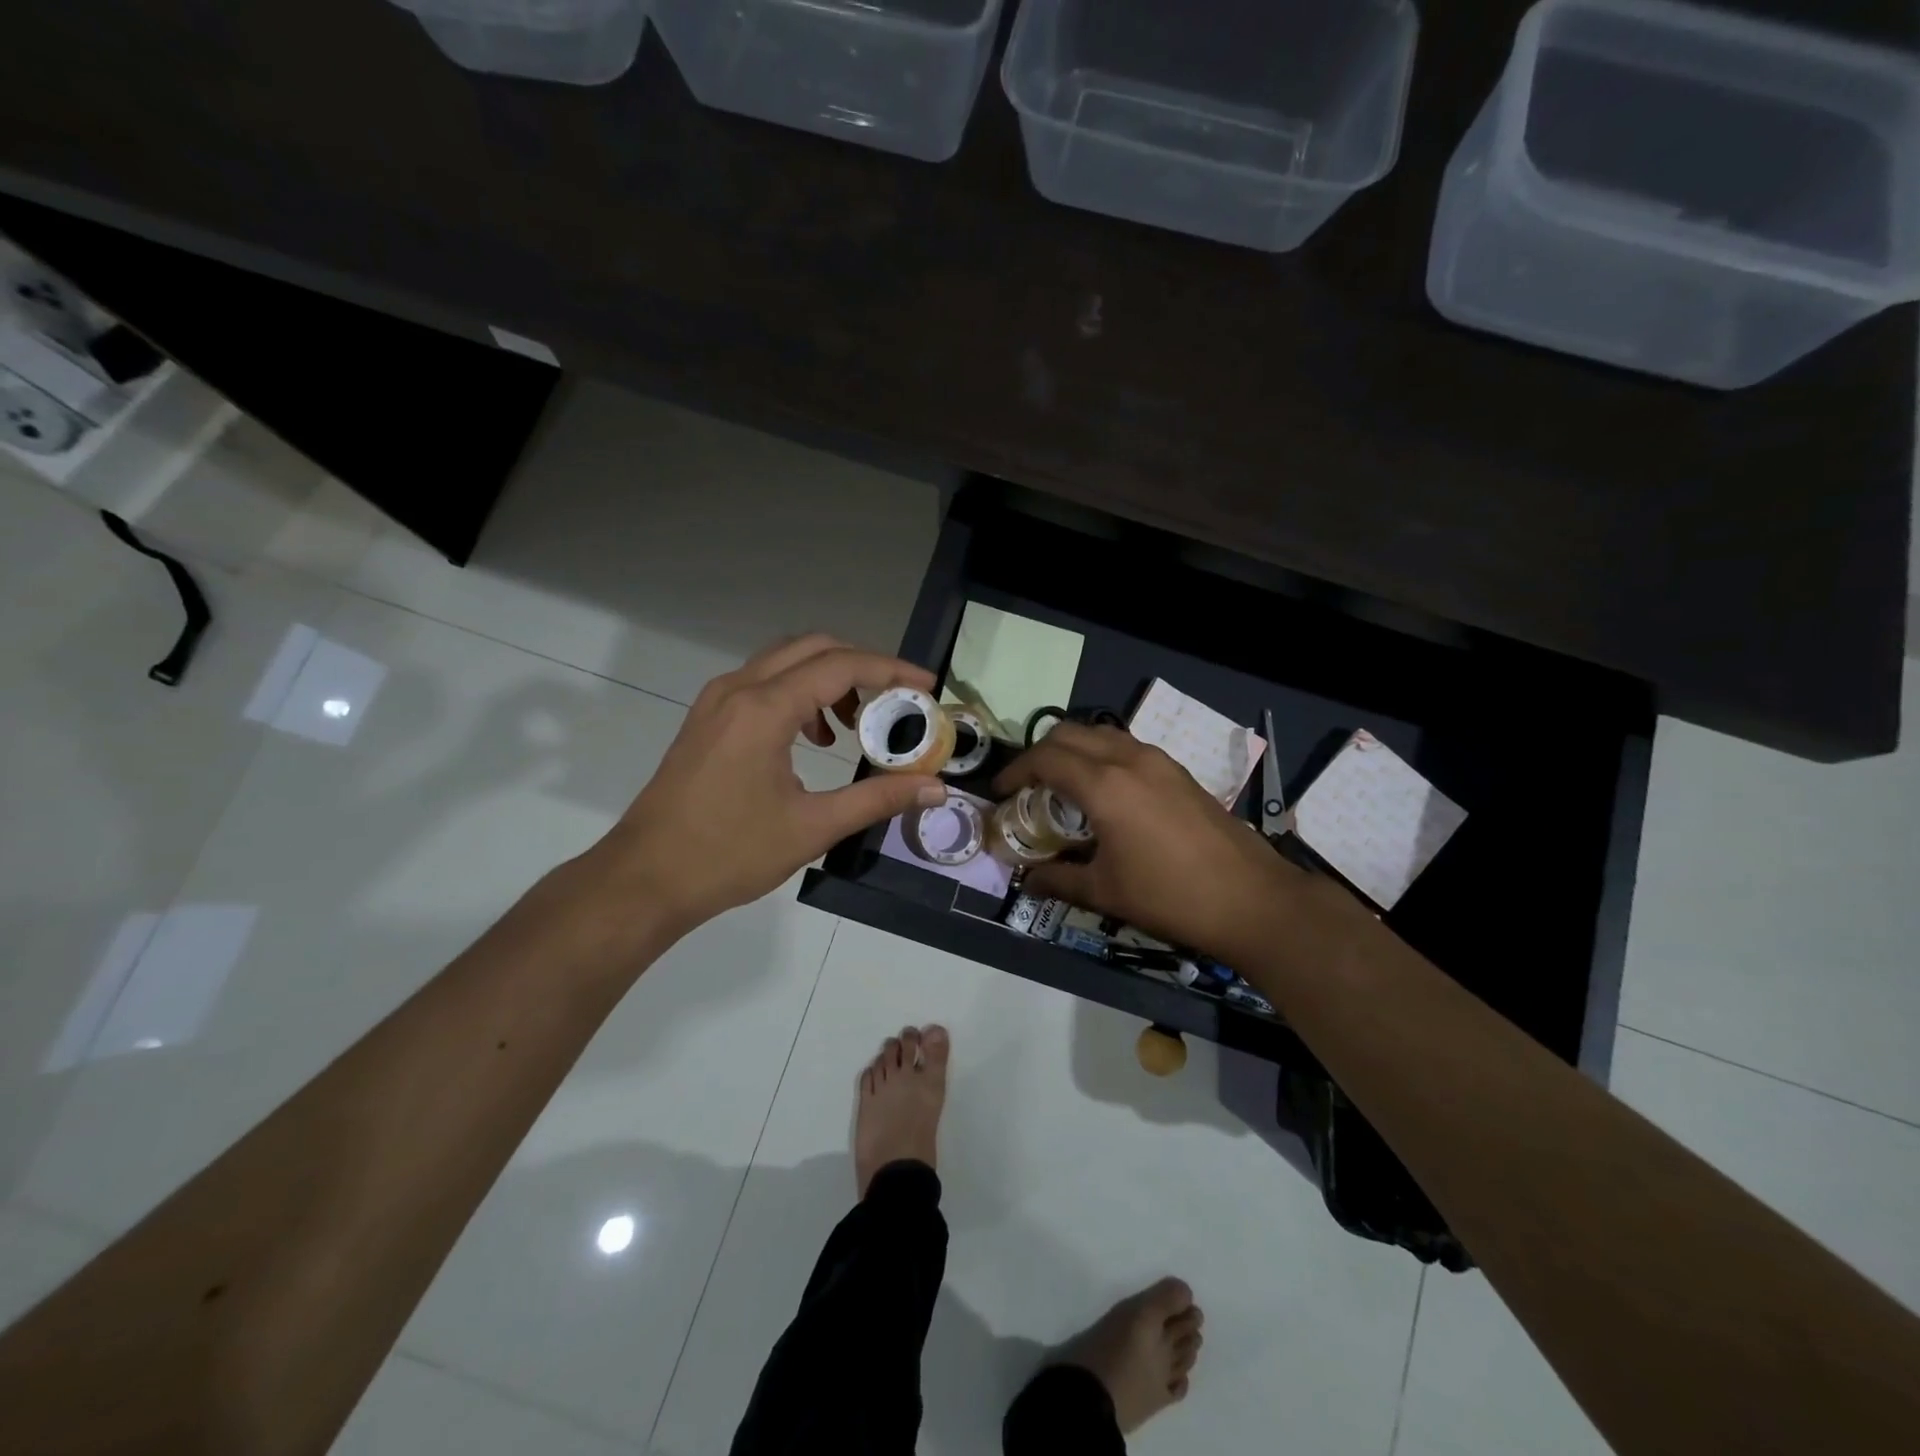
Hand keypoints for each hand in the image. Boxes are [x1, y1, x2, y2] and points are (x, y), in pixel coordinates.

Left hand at [594, 635, 948, 934]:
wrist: (645, 878)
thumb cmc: (729, 854)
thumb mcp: (813, 828)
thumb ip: (878, 799)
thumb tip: (936, 788)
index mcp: (764, 709)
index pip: (841, 666)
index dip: (891, 670)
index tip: (927, 687)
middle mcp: (738, 689)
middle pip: (813, 648)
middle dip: (862, 666)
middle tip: (897, 701)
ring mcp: (717, 701)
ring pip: (786, 661)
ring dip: (828, 678)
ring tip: (855, 726)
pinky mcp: (707, 718)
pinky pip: (763, 683)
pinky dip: (799, 693)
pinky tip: (812, 739)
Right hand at [994, 723, 1285, 958]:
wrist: (1251, 899)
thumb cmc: (1170, 896)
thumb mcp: (1105, 892)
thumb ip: (1059, 879)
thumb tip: (1028, 880)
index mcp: (1104, 785)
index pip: (1045, 759)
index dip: (1015, 772)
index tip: (1000, 793)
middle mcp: (1129, 759)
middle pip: (1069, 734)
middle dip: (1040, 753)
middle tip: (1027, 786)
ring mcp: (1158, 761)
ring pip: (1101, 734)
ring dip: (1073, 750)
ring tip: (1062, 785)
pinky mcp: (1179, 771)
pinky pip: (1127, 747)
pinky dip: (1102, 756)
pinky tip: (1105, 792)